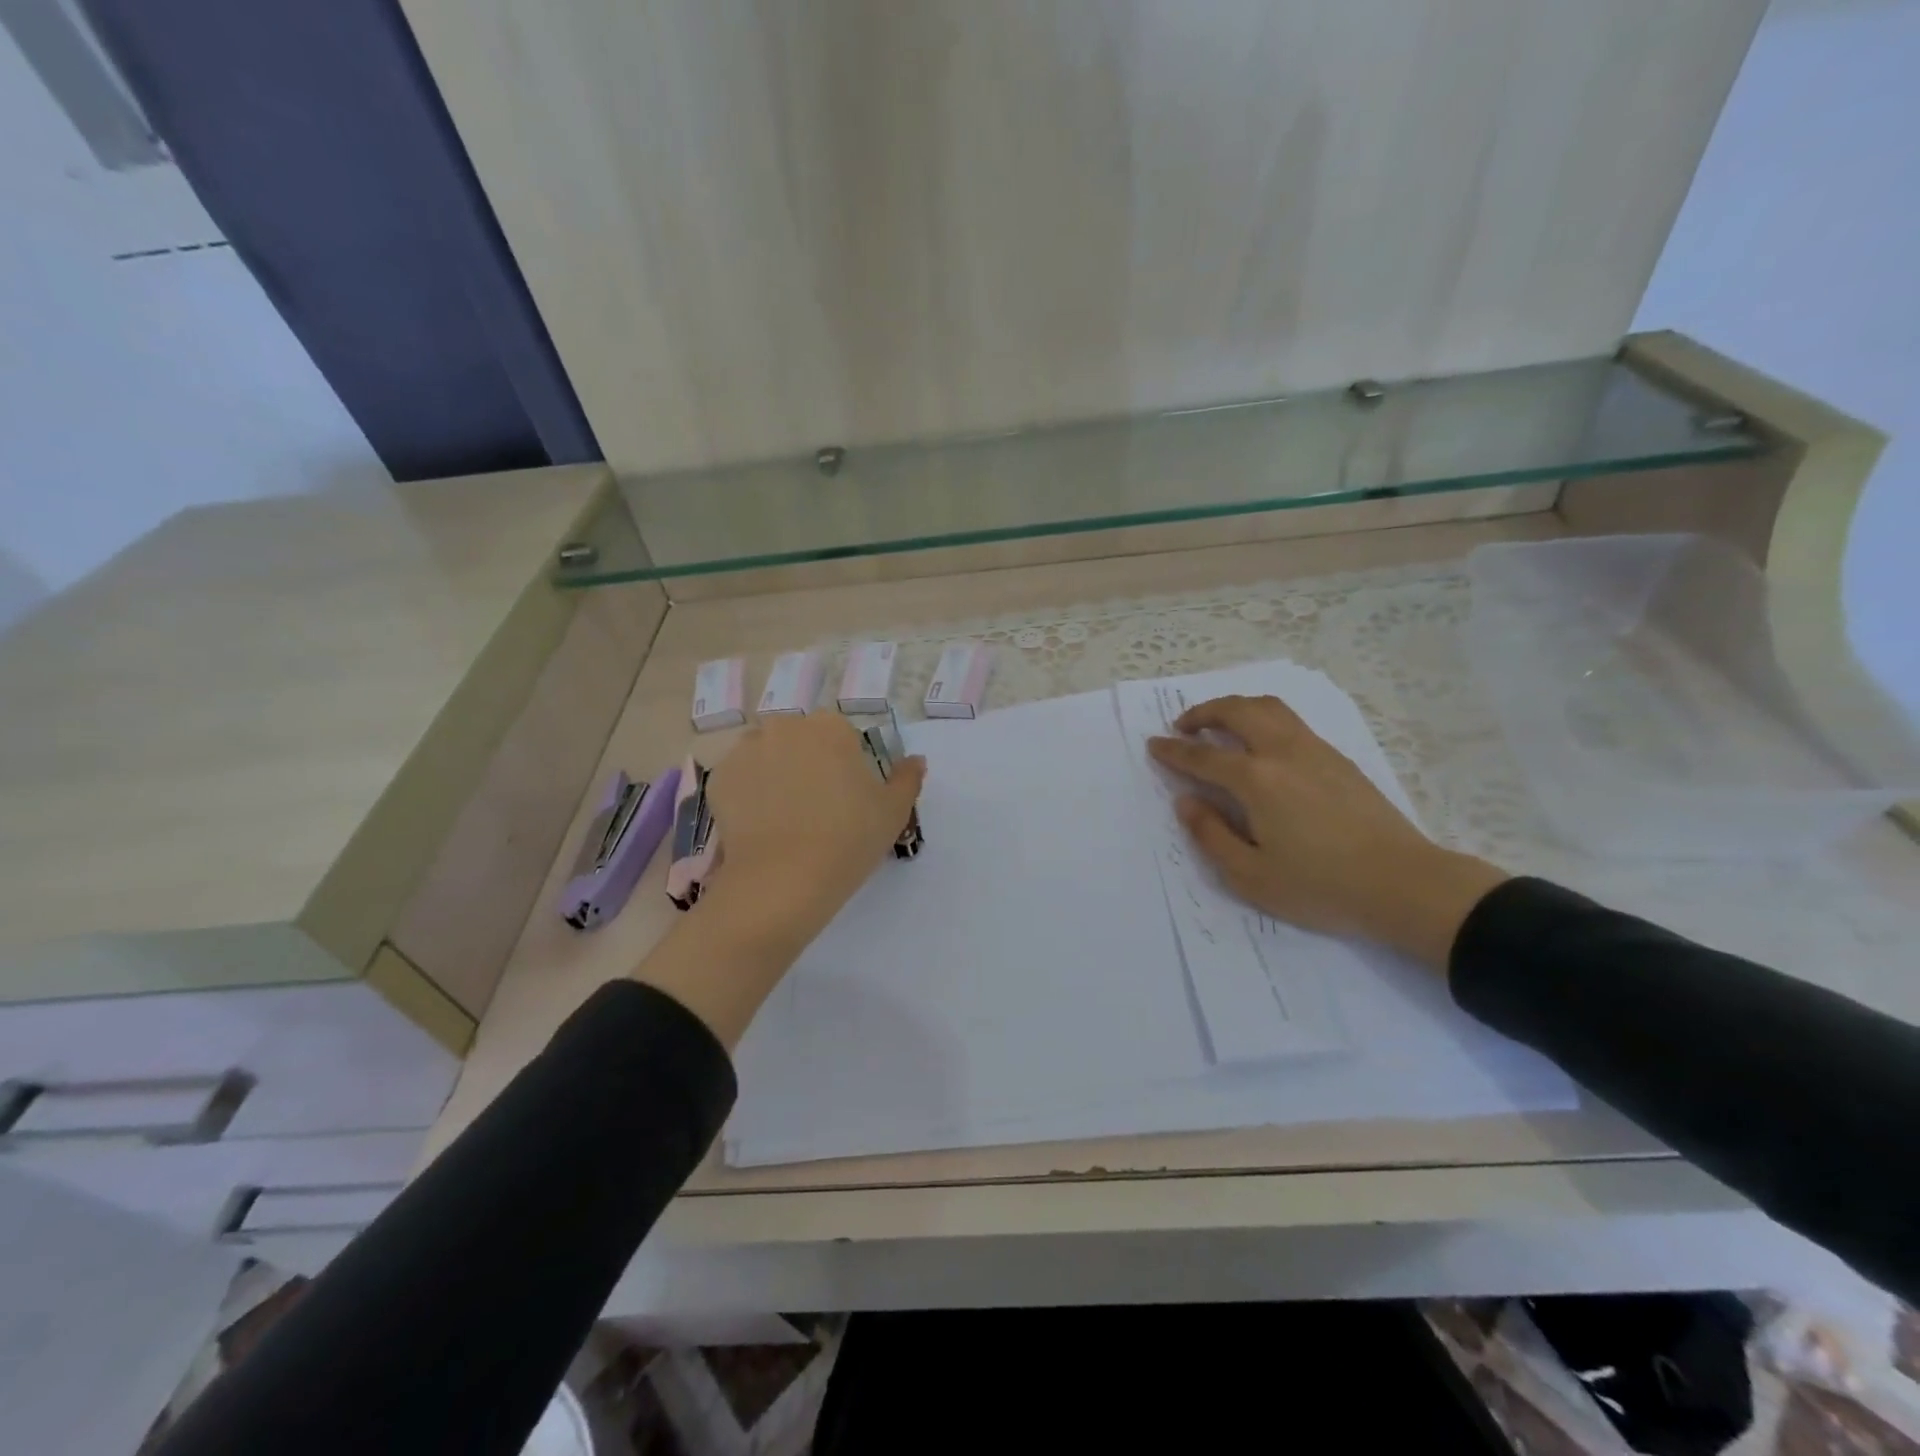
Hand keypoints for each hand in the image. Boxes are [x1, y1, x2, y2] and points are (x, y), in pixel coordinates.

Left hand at [705, 713, 926, 938]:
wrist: (783, 880)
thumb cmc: (848, 839)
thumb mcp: (893, 811)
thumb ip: (907, 778)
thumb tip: (915, 760)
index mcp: (830, 727)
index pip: (841, 736)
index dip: (845, 765)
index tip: (846, 797)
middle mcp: (784, 726)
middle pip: (800, 740)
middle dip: (807, 763)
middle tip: (816, 808)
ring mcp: (746, 750)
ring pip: (767, 755)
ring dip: (775, 773)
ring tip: (783, 817)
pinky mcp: (718, 778)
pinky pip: (739, 778)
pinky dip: (748, 793)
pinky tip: (759, 824)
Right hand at [1147, 695, 1505, 971]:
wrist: (1404, 884)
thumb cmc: (1321, 886)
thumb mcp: (1251, 875)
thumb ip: (1210, 834)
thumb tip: (1186, 801)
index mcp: (1257, 780)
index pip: (1203, 756)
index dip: (1174, 750)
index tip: (1153, 744)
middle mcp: (1283, 752)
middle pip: (1238, 711)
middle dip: (1204, 712)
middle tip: (1183, 726)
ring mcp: (1316, 751)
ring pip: (1269, 708)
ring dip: (1236, 707)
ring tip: (1219, 724)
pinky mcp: (1339, 759)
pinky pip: (1291, 722)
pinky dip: (1263, 718)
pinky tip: (1261, 743)